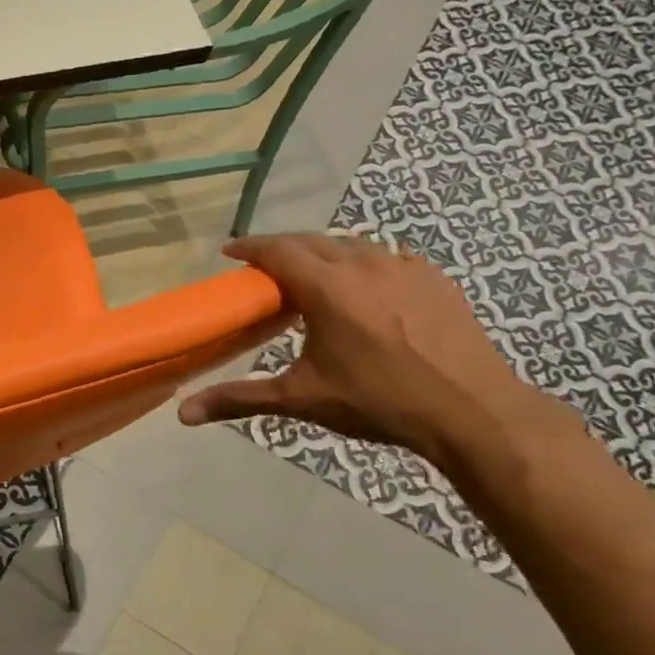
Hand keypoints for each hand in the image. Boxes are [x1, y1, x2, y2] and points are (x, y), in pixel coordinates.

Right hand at [178, 235, 558, 467]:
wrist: (471, 409)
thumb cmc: (378, 401)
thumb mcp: (302, 399)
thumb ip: (240, 398)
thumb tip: (184, 413)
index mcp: (328, 288)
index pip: (278, 250)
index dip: (250, 247)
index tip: (230, 251)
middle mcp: (364, 264)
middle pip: (313, 241)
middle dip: (283, 248)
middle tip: (264, 267)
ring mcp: (405, 267)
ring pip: (352, 246)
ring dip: (324, 254)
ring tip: (311, 277)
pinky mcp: (434, 278)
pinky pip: (388, 258)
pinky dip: (364, 265)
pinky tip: (365, 289)